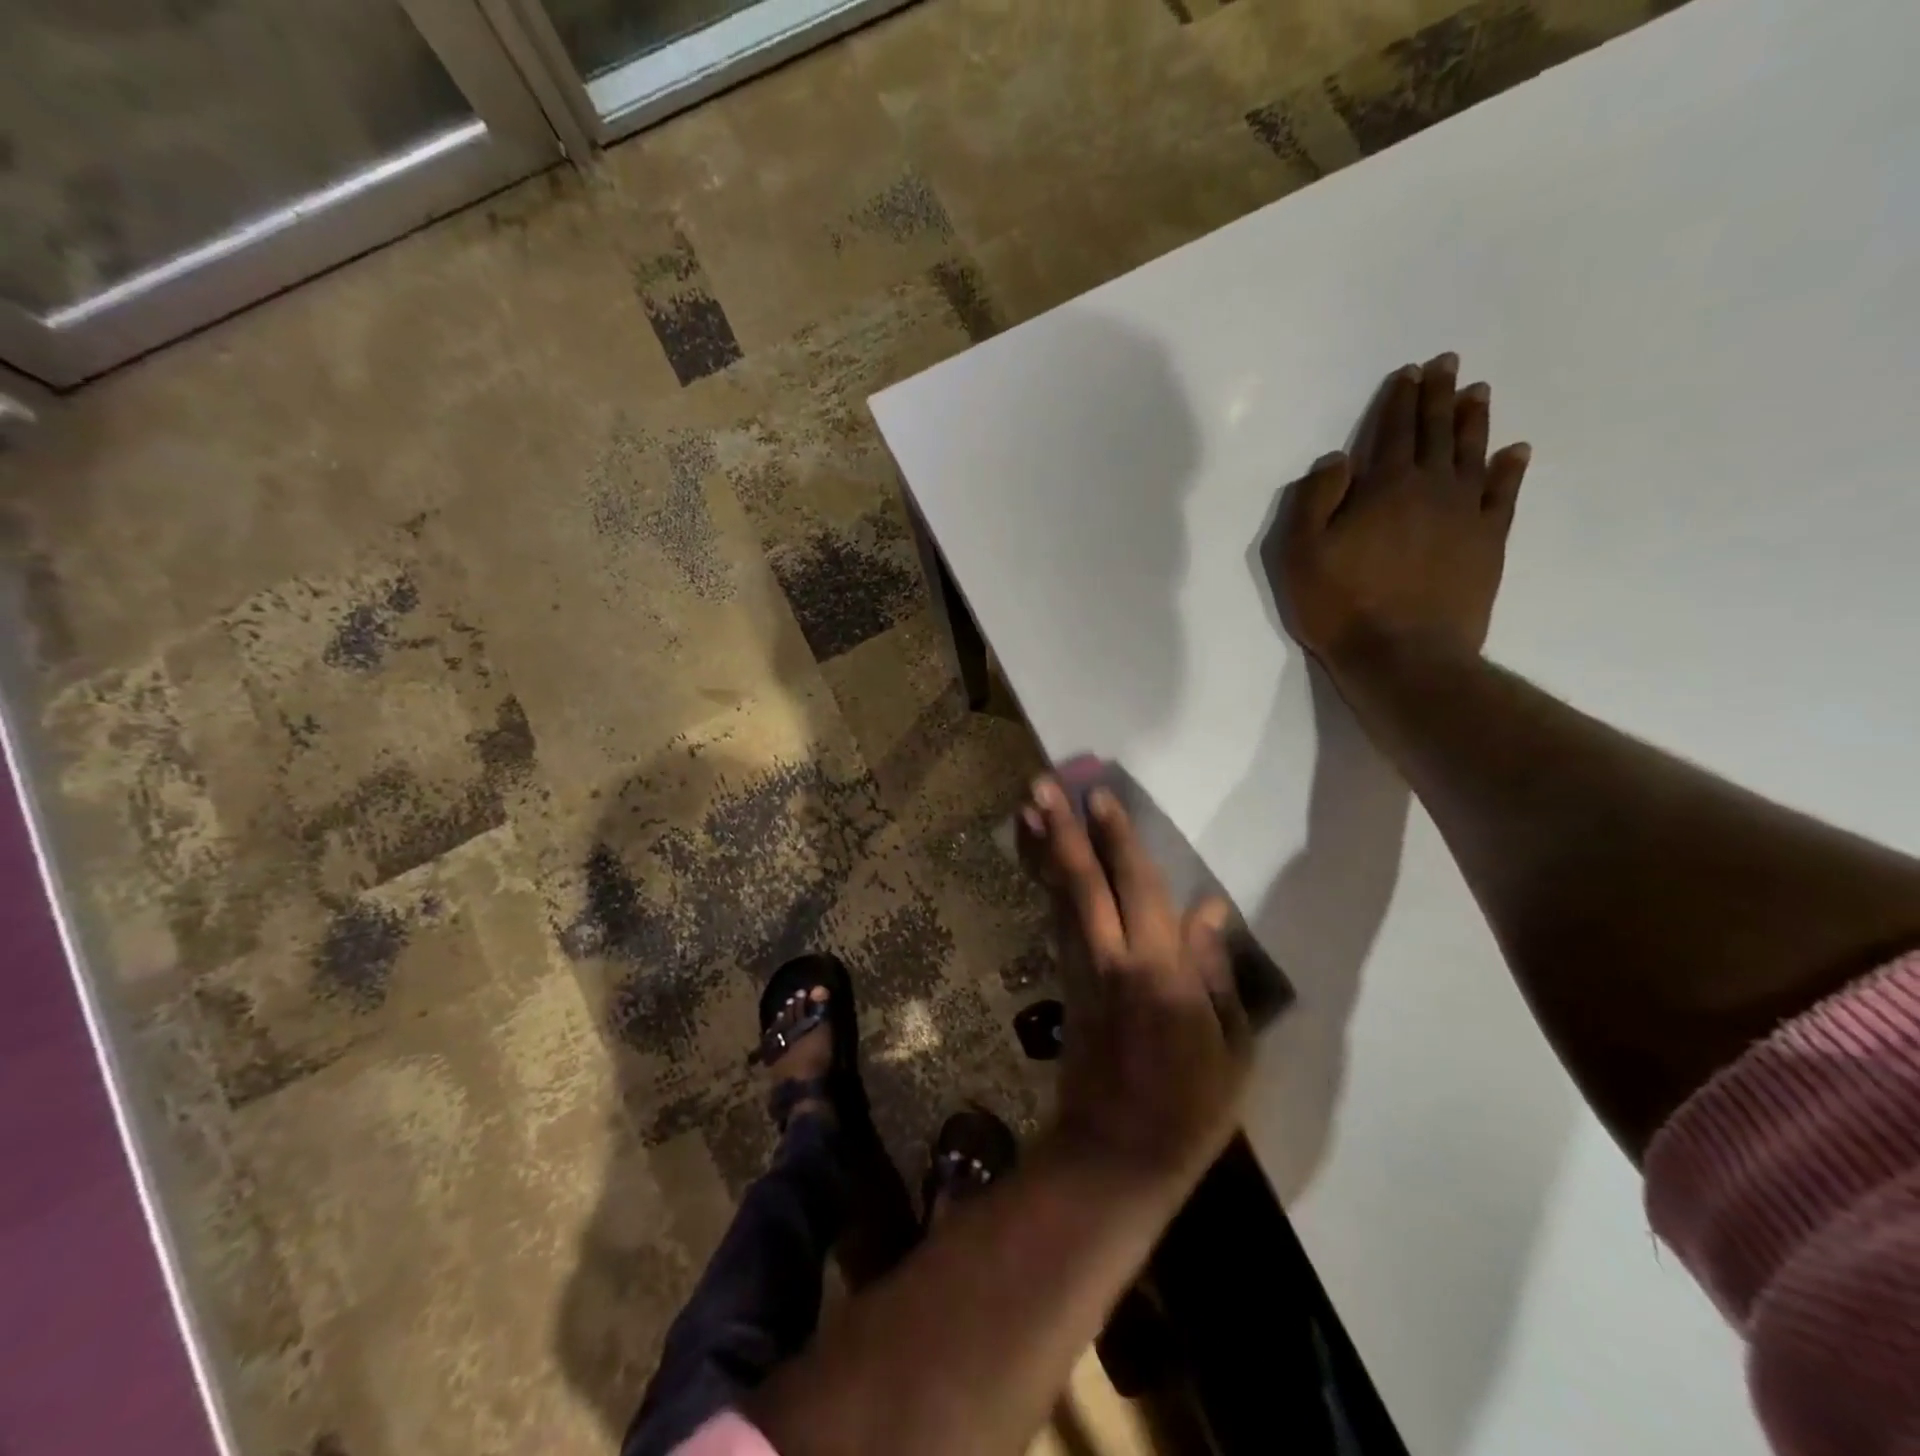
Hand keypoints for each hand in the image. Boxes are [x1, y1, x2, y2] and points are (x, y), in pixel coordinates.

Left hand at [1018, 779, 1250, 1193]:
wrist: (1115, 1153)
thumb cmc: (1190, 1106)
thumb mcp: (1229, 1045)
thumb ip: (1216, 970)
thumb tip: (1210, 907)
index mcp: (1158, 971)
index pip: (1136, 887)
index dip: (1117, 838)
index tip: (1098, 795)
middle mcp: (1110, 959)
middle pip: (1081, 881)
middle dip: (1061, 830)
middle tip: (1040, 784)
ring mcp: (1079, 970)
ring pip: (1058, 897)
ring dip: (1043, 850)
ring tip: (1028, 808)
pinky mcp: (1064, 985)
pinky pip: (1056, 922)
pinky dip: (1045, 886)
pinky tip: (1040, 862)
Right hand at [1266, 352, 1530, 675]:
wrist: (1403, 656)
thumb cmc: (1341, 606)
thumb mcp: (1301, 554)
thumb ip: (1314, 501)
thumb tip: (1338, 459)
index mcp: (1383, 487)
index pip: (1392, 431)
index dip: (1399, 400)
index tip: (1410, 372)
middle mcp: (1431, 488)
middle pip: (1436, 432)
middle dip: (1439, 396)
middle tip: (1448, 364)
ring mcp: (1466, 514)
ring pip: (1472, 453)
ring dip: (1474, 421)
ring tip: (1478, 393)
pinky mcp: (1488, 543)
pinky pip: (1503, 495)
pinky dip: (1510, 469)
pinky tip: (1514, 452)